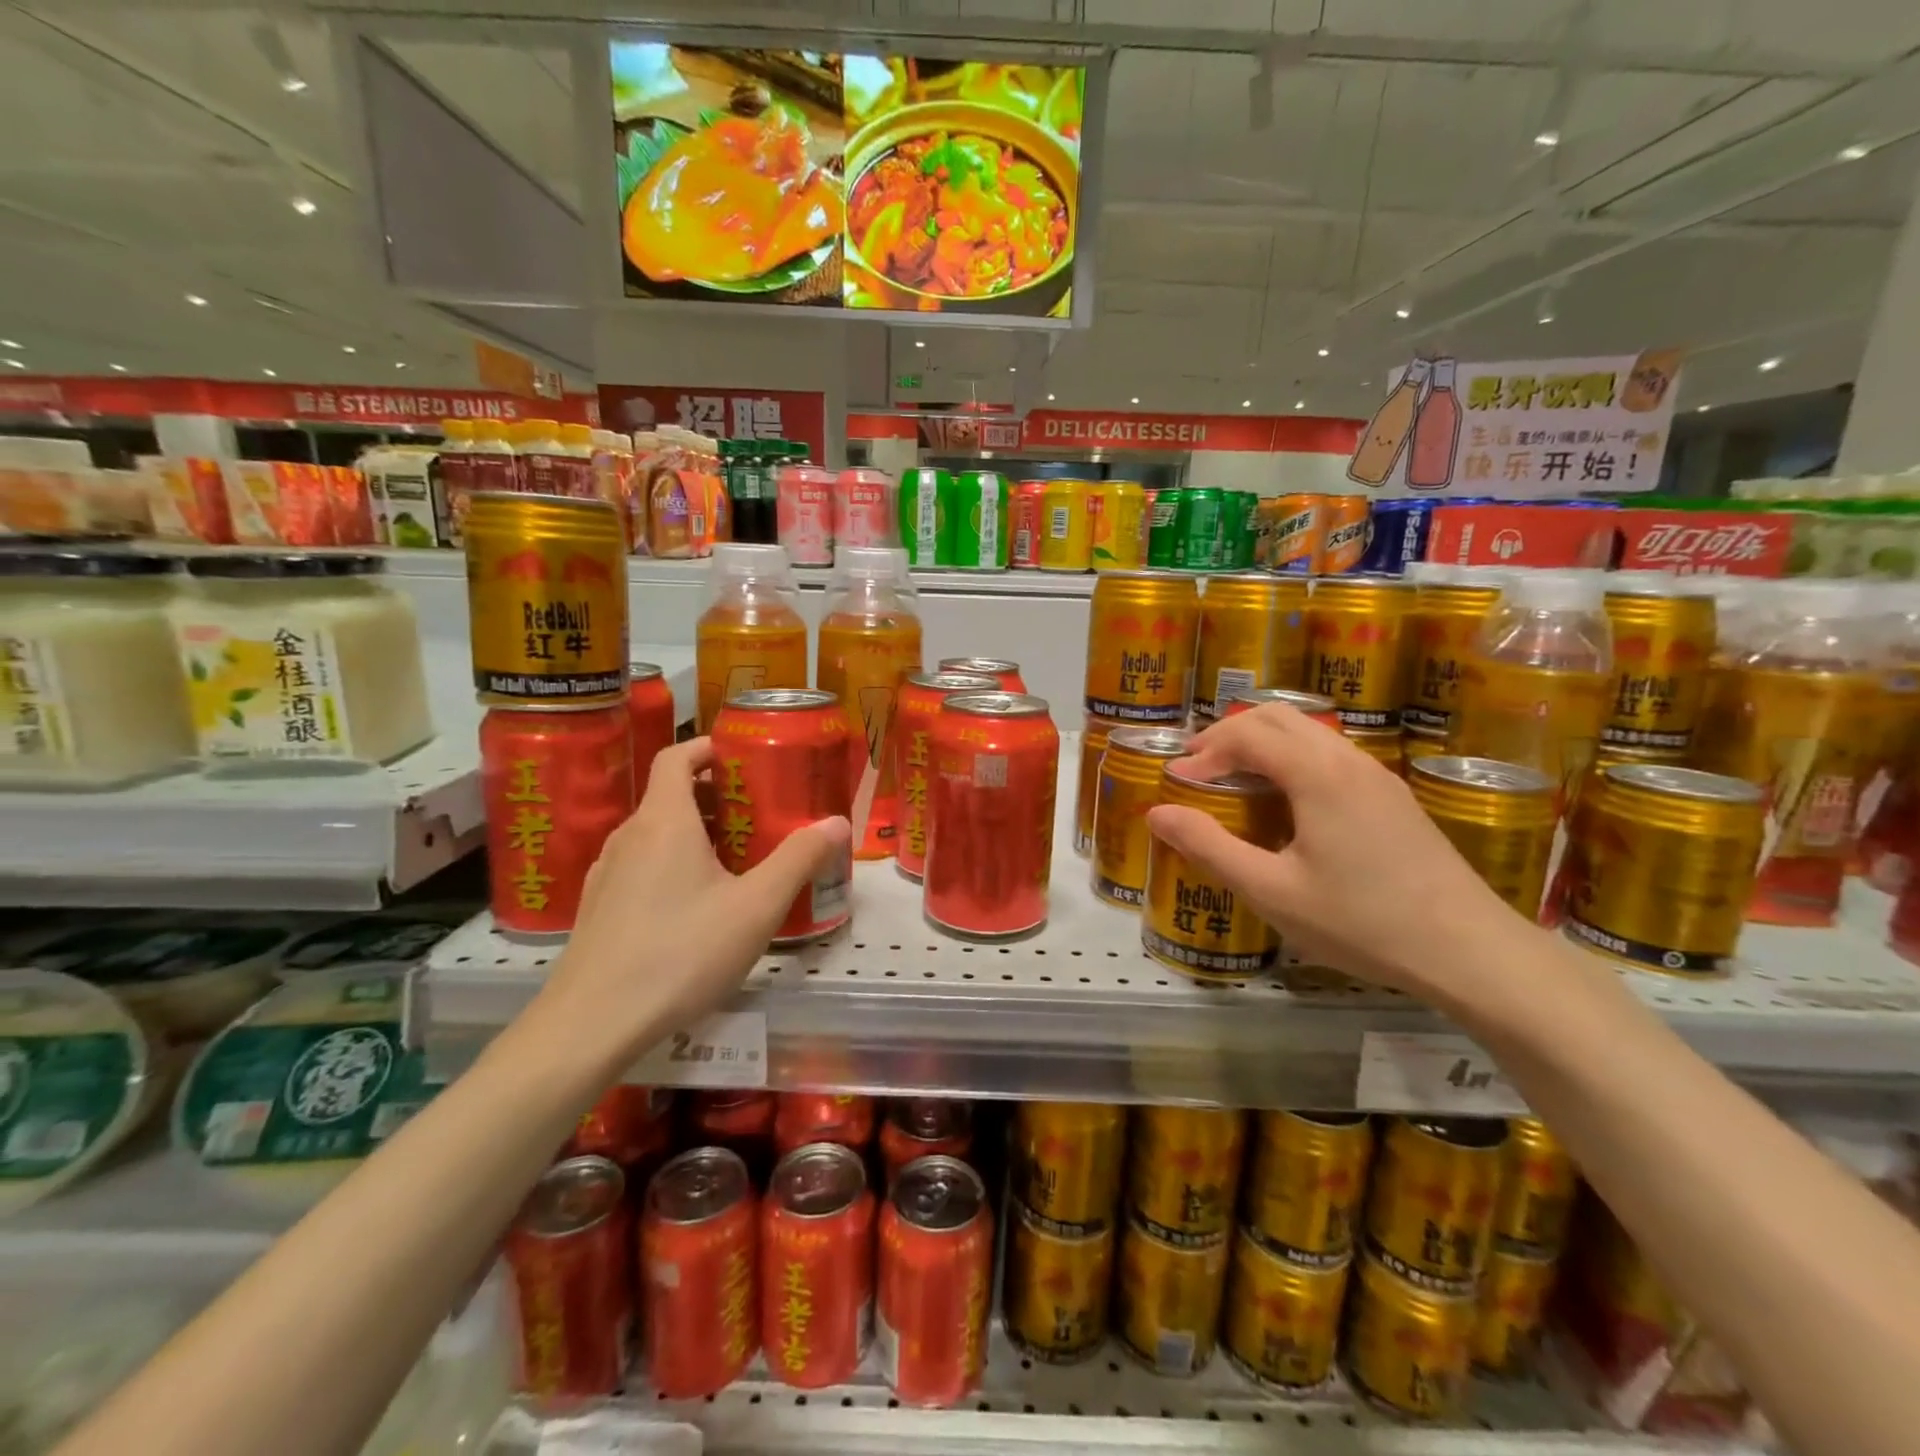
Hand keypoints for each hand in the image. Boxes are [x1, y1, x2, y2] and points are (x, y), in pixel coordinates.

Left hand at [540, 737, 850, 1062]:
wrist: (590, 1025)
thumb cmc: (681, 953)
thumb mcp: (756, 907)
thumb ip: (799, 859)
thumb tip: (837, 822)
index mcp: (664, 820)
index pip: (677, 755)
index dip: (710, 747)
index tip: (746, 757)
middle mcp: (629, 835)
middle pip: (671, 794)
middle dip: (716, 796)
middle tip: (759, 814)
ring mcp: (606, 873)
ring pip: (655, 834)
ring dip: (694, 833)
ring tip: (735, 860)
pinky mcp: (598, 908)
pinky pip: (640, 866)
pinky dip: (671, 865)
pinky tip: (695, 907)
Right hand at [1145, 705, 1532, 1007]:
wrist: (1470, 951)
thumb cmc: (1361, 921)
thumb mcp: (1271, 891)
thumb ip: (1209, 847)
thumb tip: (1156, 813)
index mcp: (1317, 774)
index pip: (1246, 734)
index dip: (1204, 751)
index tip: (1175, 782)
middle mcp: (1347, 760)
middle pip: (1277, 717)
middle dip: (1228, 735)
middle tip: (1198, 770)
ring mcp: (1377, 775)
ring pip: (1308, 732)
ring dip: (1262, 744)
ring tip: (1234, 782)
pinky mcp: (1393, 796)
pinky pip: (1330, 754)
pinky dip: (1291, 759)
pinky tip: (1286, 803)